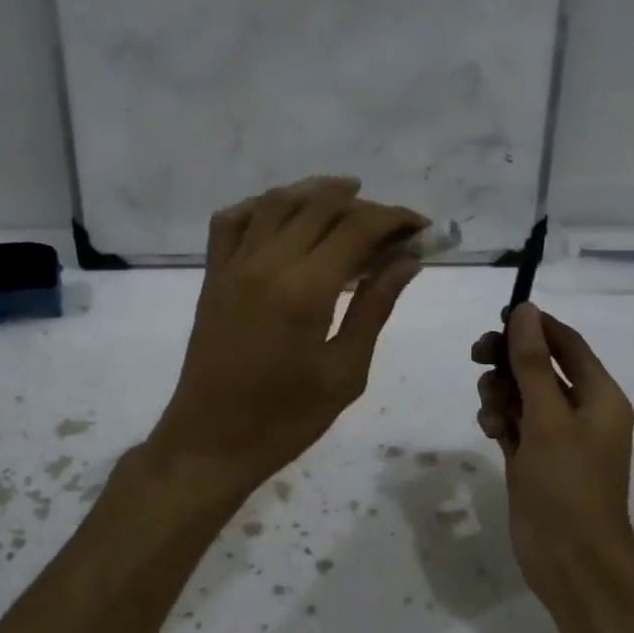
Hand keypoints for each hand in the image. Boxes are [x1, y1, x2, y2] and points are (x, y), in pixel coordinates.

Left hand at [148, 177, 425, 503]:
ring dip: (316, 192)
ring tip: (350, 196)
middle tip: (393, 225)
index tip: (421, 228)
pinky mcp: (212, 276)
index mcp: (305, 290)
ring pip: (277, 203)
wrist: (212, 440)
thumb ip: (374, 309)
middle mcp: (267, 263)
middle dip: (365, 205)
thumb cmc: (286, 419)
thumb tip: (407, 262)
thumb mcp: (345, 372)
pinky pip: (232, 220)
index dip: (395, 219)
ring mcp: (233, 266)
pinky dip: (262, 205)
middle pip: (321, 206)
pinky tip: (284, 212)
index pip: (357, 228)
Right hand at [471, 303, 633, 603]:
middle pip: (539, 367)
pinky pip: (512, 423)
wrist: (570, 560)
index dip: (536, 326)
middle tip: (478, 356)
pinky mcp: (533, 459)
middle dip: (509, 360)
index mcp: (600, 397)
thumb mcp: (548, 418)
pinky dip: (498, 420)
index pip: (568, 345)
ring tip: (490, 410)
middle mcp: (580, 412)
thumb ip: (532, 364)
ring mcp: (555, 437)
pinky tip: (490, 431)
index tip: (498, 316)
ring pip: (520, 395)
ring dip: (500, 393)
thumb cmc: (567, 484)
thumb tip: (525, 311)